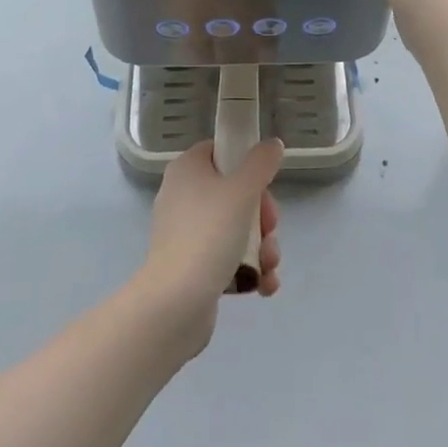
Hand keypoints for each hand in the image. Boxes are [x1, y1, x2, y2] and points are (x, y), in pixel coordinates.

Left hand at [141, 140, 283, 352]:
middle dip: (262, 217)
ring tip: (268, 266)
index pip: (220, 152)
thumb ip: (261, 163)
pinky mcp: (191, 266)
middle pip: (234, 193)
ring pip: (236, 229)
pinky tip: (263, 285)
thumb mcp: (242, 190)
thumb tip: (272, 144)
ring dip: (261, 247)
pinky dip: (247, 268)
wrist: (176, 302)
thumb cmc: (209, 233)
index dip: (246, 165)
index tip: (263, 184)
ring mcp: (185, 233)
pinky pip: (226, 258)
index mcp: (187, 169)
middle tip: (270, 230)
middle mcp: (182, 196)